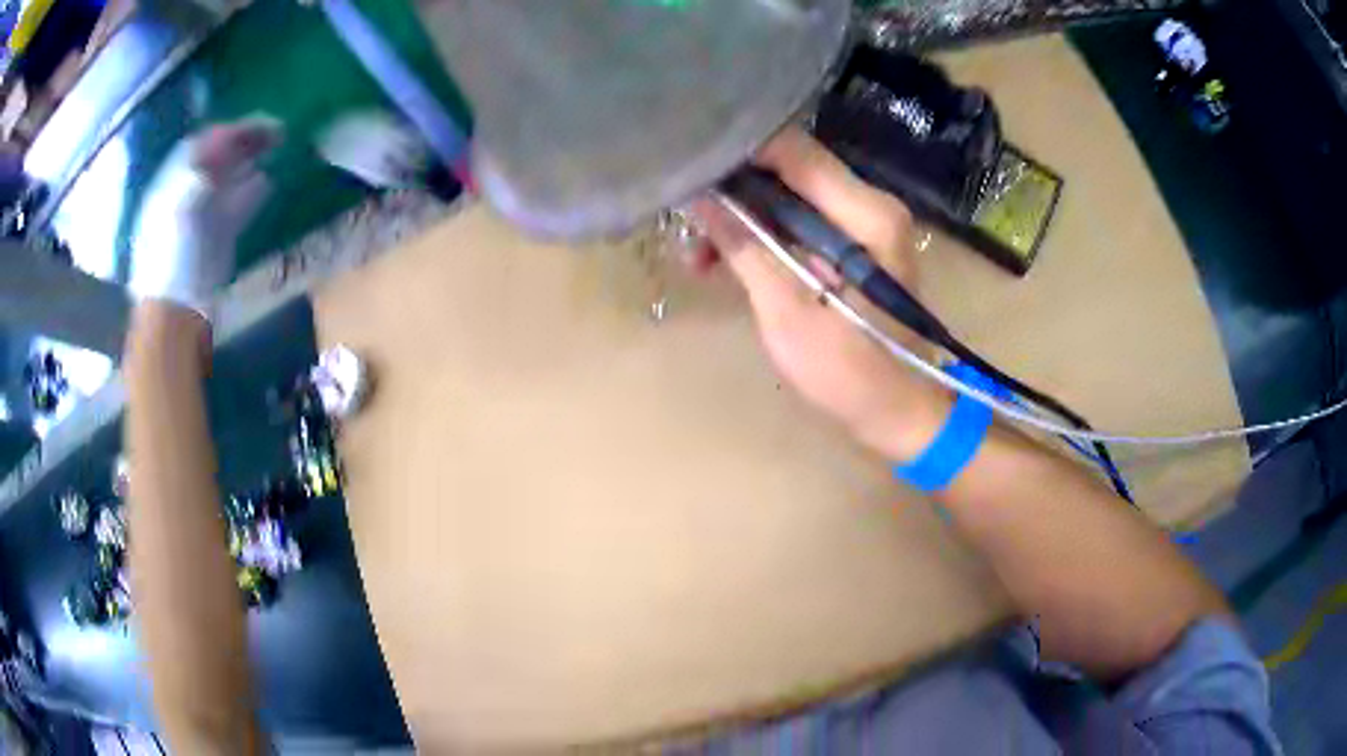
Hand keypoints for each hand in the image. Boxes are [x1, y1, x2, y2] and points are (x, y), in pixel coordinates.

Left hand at [130, 116, 282, 316]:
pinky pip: (237, 205)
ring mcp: (203, 217)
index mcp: (172, 186)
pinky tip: (268, 182)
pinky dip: (253, 191)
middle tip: (276, 132)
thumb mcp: (180, 209)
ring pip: (229, 179)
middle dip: (245, 141)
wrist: (175, 315)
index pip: (200, 144)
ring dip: (252, 161)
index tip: (257, 124)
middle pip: (217, 158)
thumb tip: (223, 144)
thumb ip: (200, 172)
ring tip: (277, 148)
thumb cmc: (172, 262)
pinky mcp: (218, 238)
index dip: (227, 131)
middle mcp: (187, 195)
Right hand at [691, 128, 951, 461]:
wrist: (898, 412)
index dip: (737, 151)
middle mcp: (868, 204)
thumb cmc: (849, 371)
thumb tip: (699, 198)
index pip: (792, 150)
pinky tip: (722, 260)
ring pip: (787, 197)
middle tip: (683, 211)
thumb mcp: (788, 311)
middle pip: (788, 170)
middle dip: (733, 189)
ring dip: (741, 218)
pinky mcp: (850, 245)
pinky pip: (797, 223)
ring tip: (696, 251)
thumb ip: (744, 247)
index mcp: (865, 213)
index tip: (689, 165)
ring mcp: (861, 224)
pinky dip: (761, 237)